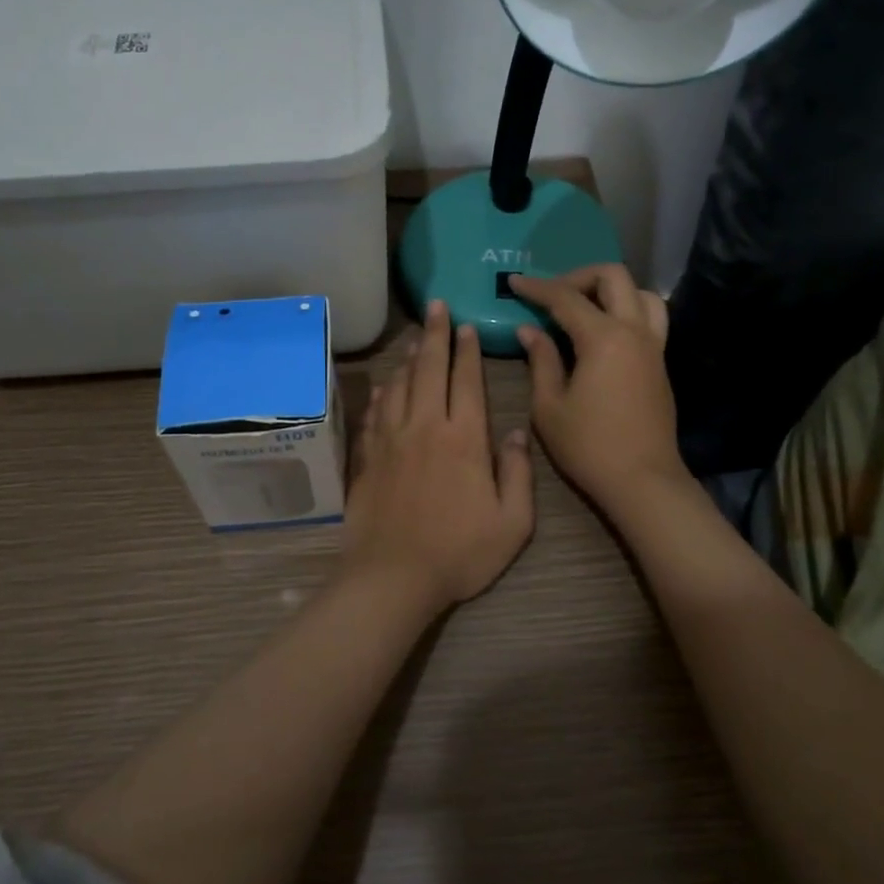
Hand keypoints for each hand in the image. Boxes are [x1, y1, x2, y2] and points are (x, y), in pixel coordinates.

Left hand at [340, 300, 534, 613]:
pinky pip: (375, 412)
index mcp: (464, 439)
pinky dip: (383, 392)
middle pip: (429, 370)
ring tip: (415, 338)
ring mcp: (390, 440)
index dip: (468, 351)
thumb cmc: (459, 553)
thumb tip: (514, 432)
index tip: (467, 326)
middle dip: (435, 335)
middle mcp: (425, 427)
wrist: (393, 577)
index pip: (466, 381)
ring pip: (399, 385)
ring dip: (409, 358)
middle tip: (436, 306)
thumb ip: (517, 473)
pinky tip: (386, 385)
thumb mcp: (512, 523)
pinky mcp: (367, 457)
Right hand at [510, 265, 686, 514]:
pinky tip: (603, 332)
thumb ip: (541, 360)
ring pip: (641, 293)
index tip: (515, 282)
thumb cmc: (589, 447)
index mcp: (604, 338)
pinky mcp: (660, 362)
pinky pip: (650, 317)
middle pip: (613, 276)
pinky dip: (626, 309)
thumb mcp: (550, 406)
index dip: (537, 287)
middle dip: (578, 276)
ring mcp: (653, 346)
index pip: (566, 297)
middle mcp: (634, 331)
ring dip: (610, 289)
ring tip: (584, 307)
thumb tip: (530, 330)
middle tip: (552, 294)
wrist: (642, 480)